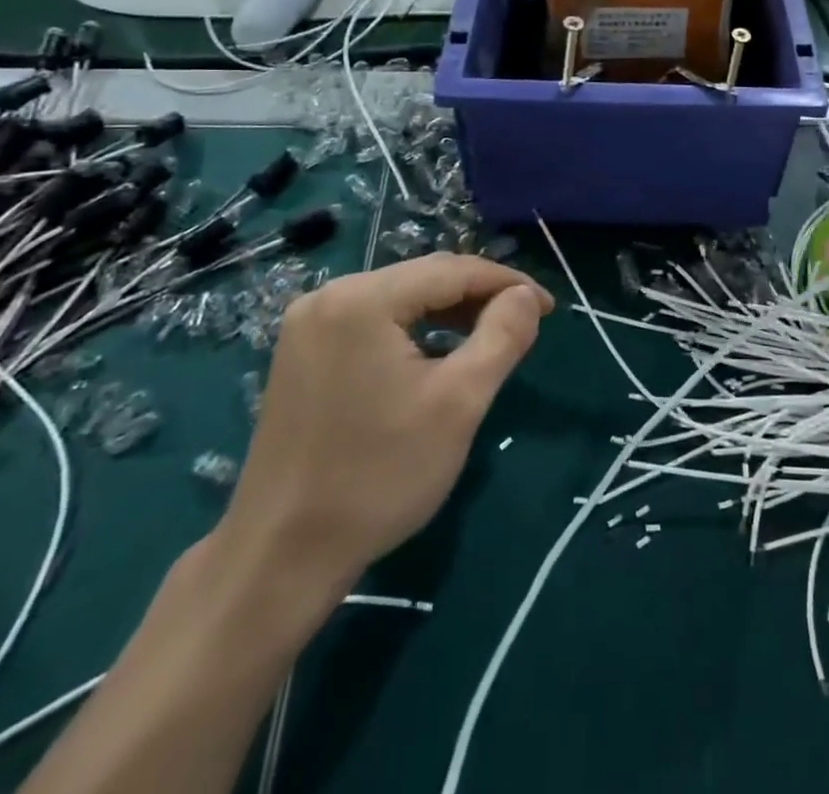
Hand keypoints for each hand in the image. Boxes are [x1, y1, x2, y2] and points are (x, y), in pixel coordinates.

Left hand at [208, 254, 552, 629]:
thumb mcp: (459, 402)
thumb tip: (525, 295)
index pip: (453, 270)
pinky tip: (437, 355)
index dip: (508, 283)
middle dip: (479, 296)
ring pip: (400, 299)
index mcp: (363, 299)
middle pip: (424, 279)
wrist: (280, 557)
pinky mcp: (301, 351)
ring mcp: (308, 323)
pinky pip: (374, 321)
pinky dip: (413, 330)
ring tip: (490, 338)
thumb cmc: (379, 476)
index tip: (548, 307)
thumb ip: (502, 335)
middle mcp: (329, 295)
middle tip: (525, 322)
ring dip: (448, 313)